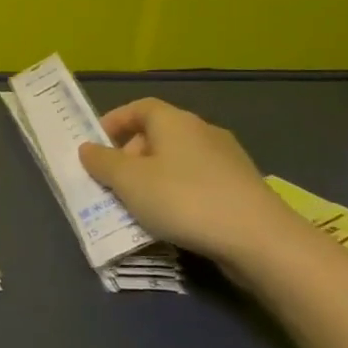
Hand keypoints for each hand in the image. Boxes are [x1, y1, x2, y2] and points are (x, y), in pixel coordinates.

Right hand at [77, 98, 301, 269]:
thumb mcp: (128, 182)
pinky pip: (198, 182)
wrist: (260, 240)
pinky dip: (178, 193)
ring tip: (139, 205)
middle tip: (113, 182)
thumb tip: (87, 148)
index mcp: (174, 121)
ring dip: (154, 177)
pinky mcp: (242, 187)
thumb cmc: (184, 200)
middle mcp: (203, 131)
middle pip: (158, 134)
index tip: (96, 144)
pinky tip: (173, 219)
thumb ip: (102, 162)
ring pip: (178, 160)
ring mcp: (227, 159)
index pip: (139, 107)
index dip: (115, 121)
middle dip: (131, 155)